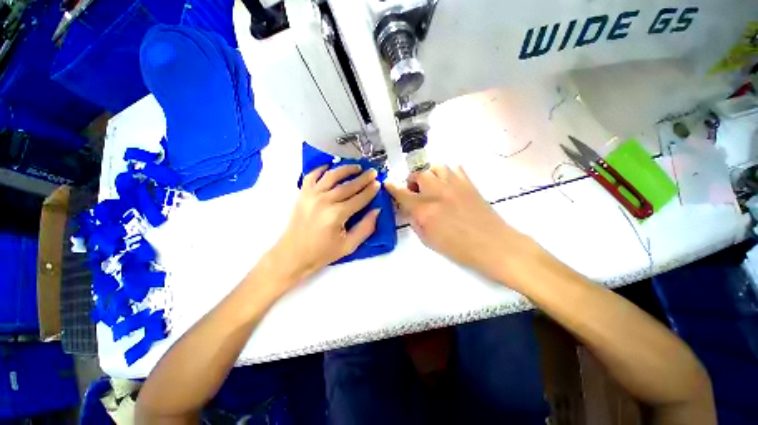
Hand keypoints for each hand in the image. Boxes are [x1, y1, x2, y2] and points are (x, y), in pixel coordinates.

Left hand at [268, 164, 380, 289]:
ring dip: (346, 169)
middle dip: (363, 178)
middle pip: (348, 185)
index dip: (371, 190)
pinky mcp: (302, 194)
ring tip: (356, 167)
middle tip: (373, 171)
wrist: (292, 255)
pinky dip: (321, 169)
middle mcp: (325, 201)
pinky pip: (312, 175)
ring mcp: (311, 195)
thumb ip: (366, 228)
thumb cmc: (322, 253)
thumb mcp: (349, 246)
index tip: (379, 183)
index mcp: (337, 215)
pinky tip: (330, 167)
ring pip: (332, 176)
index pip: (359, 198)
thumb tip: (377, 210)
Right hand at [386, 165, 536, 283]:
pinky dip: (446, 173)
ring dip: (429, 176)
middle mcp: (436, 192)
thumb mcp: (428, 240)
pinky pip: (453, 168)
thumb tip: (409, 209)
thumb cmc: (458, 249)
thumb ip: (415, 221)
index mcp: (424, 210)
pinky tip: (448, 184)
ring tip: (432, 187)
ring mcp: (453, 185)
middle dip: (413, 182)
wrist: (492, 245)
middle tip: (417, 193)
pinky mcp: (468, 182)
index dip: (392, 187)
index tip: (388, 183)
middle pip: (418, 175)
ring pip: (435, 167)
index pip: (401, 193)